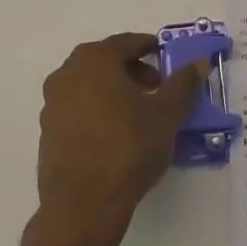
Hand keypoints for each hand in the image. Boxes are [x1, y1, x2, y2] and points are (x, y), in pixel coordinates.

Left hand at [34, 33, 205, 241]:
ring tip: (140, 113)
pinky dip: (98, 111)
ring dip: (114, 91)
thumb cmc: (129, 147)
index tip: (166, 56)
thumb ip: (183, 84)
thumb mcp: (166, 114)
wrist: (85, 202)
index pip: (126, 43)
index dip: (149, 47)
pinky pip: (78, 109)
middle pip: (104, 62)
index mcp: (93, 61)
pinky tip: (116, 134)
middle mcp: (66, 75)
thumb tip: (198, 62)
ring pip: (89, 86)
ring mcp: (52, 104)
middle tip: (157, 87)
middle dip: (132, 70)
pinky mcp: (48, 132)